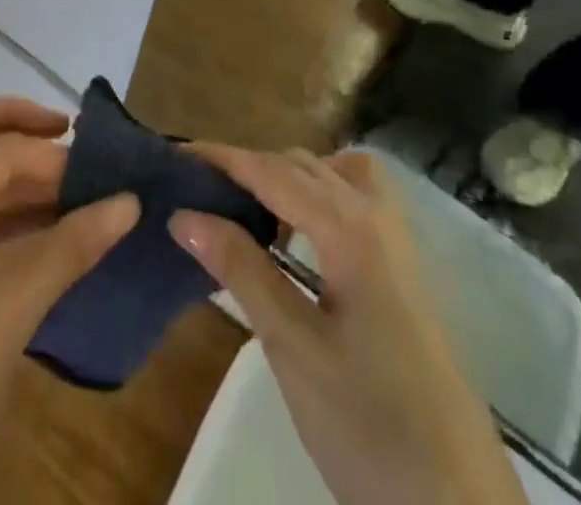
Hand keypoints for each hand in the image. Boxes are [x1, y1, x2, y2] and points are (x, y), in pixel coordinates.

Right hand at [171, 148, 524, 504]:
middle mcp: (376, 217)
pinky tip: (300, 230)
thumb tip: (185, 215)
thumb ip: (241, 270)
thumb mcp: (293, 348)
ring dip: (288, 175)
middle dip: (250, 165)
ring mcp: (398, 243)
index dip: (223, 159)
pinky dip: (322, 193)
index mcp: (349, 229)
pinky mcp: (404, 271)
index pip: (272, 172)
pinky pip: (357, 200)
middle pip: (302, 165)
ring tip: (246, 205)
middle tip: (200, 187)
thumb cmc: (369, 427)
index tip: (176, 154)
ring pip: (334, 174)